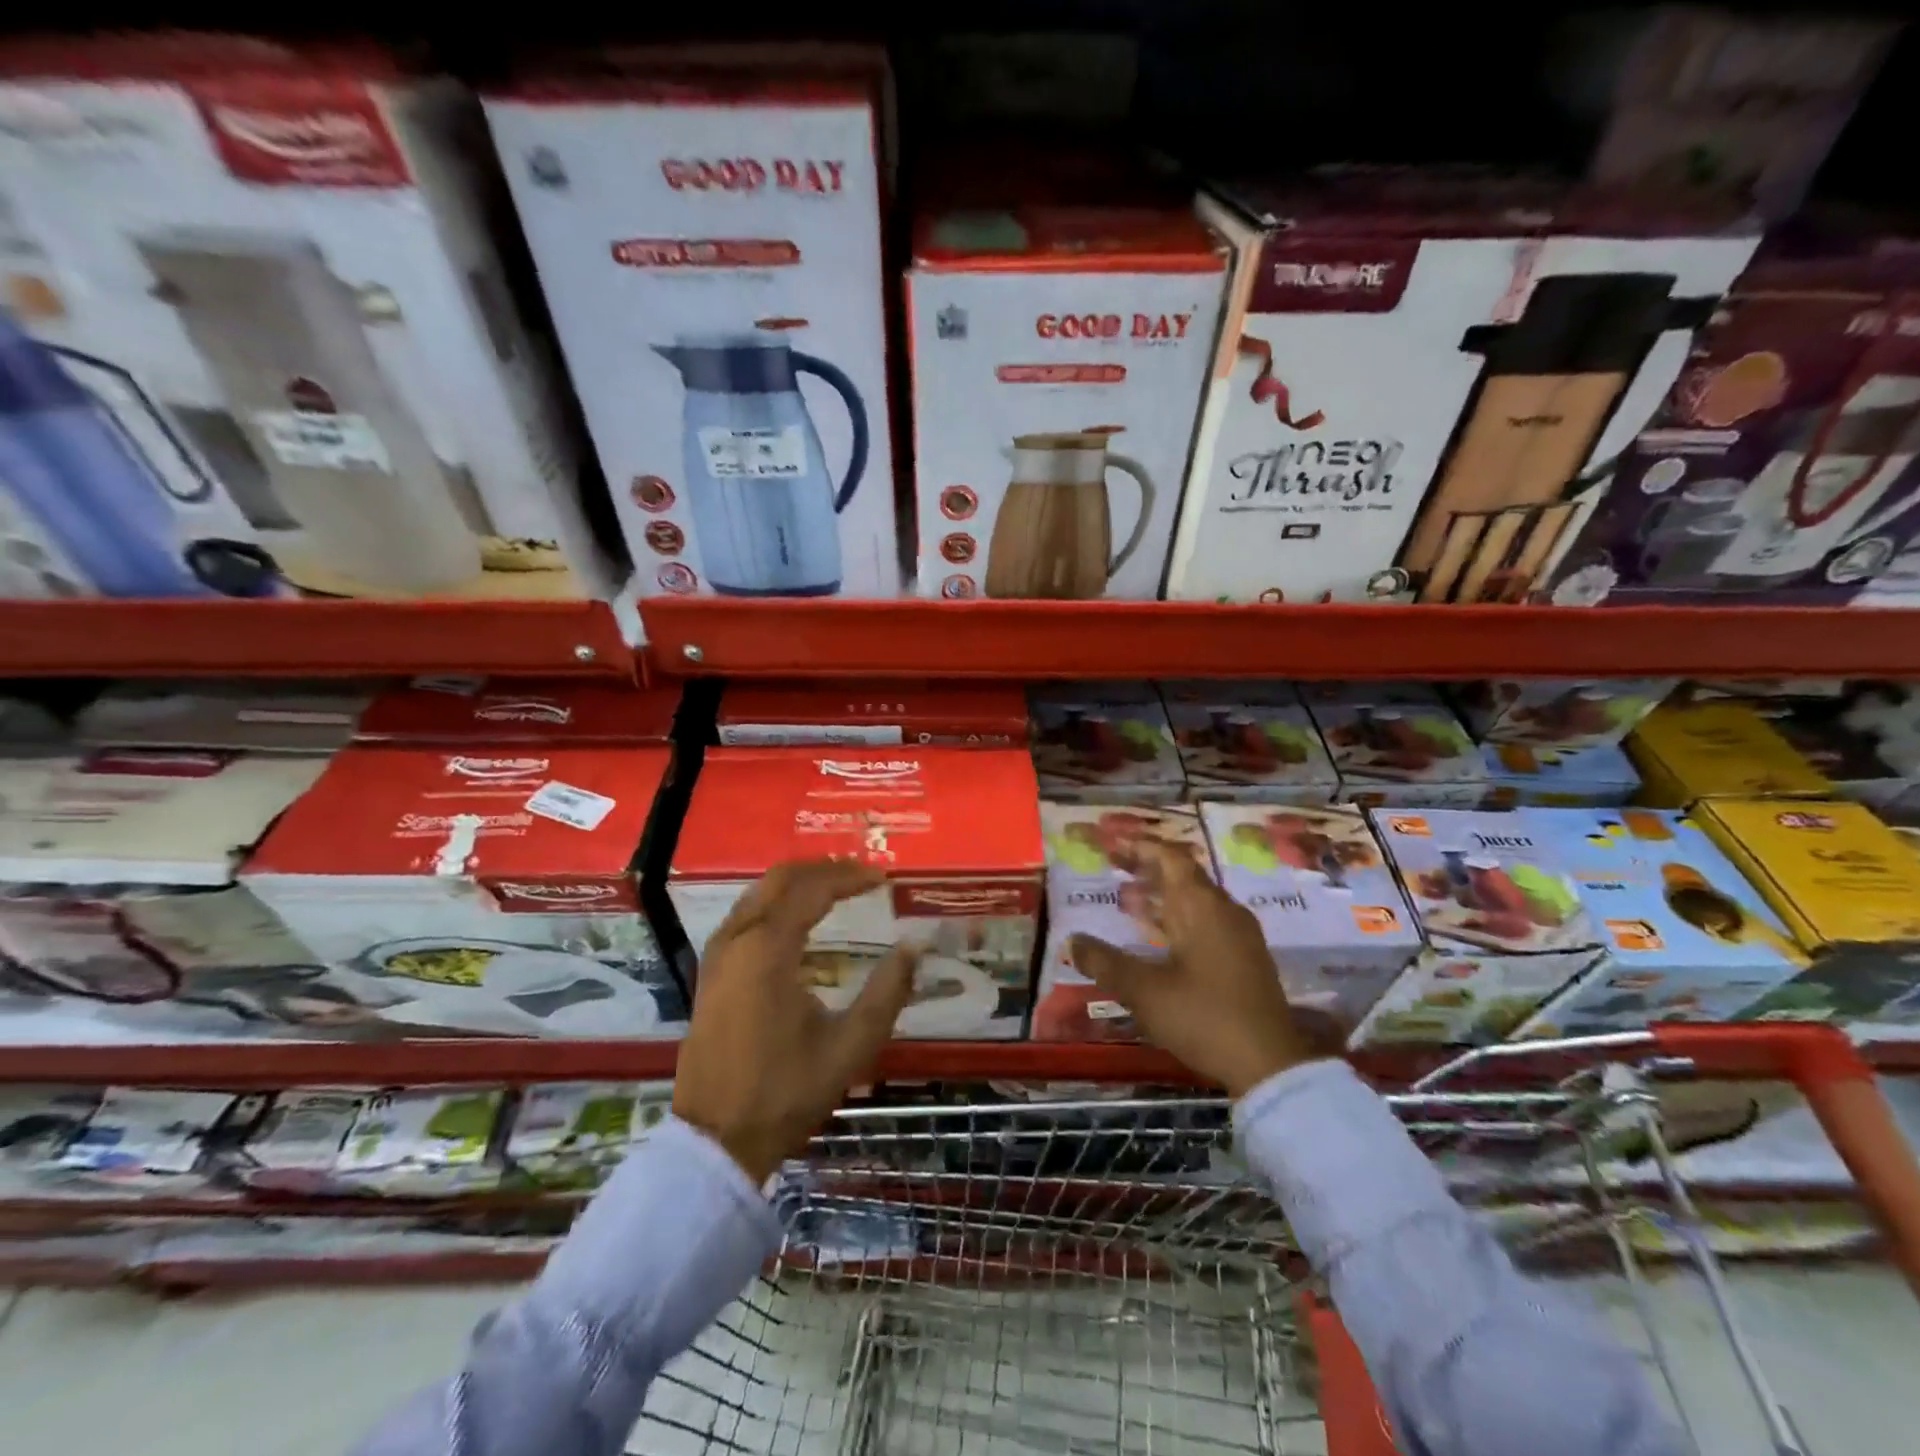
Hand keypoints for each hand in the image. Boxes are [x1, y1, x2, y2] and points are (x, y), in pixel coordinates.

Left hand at [673, 859, 919, 1183]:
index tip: (884, 879)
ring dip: (799, 882)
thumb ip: (887, 992)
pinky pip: (746, 913)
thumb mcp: (850, 1046)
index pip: (813, 890)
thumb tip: (914, 947)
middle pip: (781, 879)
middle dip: (824, 869)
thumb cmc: (785, 1092)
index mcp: (768, 950)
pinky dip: (777, 902)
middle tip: (863, 875)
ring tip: (838, 888)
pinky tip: (799, 918)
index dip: (850, 878)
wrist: (715, 1141)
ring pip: (759, 892)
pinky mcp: (710, 972)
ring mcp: (718, 954)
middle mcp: (737, 939)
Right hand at [1069, 841, 1312, 1096]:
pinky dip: (1180, 920)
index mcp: (1202, 907)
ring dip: (1164, 897)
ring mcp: (1241, 936)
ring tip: (1131, 902)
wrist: (1270, 1065)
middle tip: (1116, 870)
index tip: (1114, 846)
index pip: (1171, 858)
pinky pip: (1208, 923)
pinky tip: (1161, 941)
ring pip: (1197, 902)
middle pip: (1185, 876)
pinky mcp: (1246, 960)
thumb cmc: (1203, 1017)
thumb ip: (1105, 963)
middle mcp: (1225, 911)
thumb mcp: (1144, 991)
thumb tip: (1073, 941)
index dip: (1142, 848)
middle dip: (1149, 870)